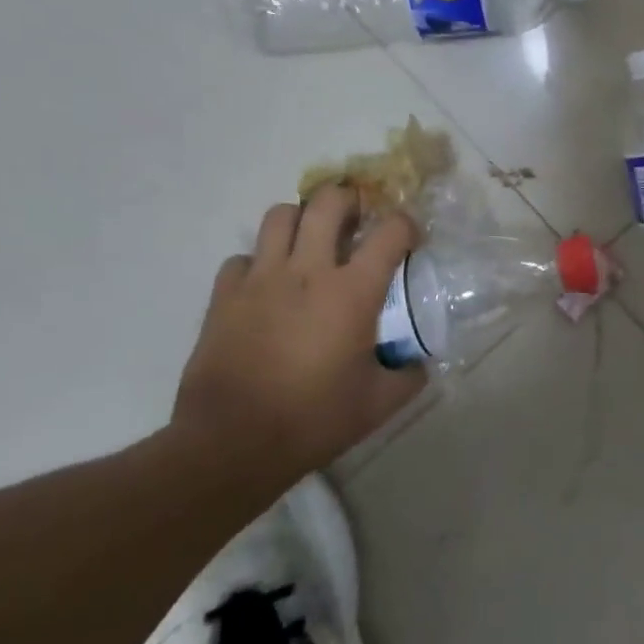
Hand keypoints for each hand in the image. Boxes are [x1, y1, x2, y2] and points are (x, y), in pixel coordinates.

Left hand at [172, 186, 427, 486]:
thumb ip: (408, 377)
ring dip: (301, 220)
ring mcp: (260, 279)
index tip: (410, 240)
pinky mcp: (224, 296)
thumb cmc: (313, 420)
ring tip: (309, 242)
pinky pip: (242, 258)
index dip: (406, 226)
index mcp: (353, 291)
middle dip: (349, 199)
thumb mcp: (378, 404)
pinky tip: (267, 287)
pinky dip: (258, 263)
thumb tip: (419, 364)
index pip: (390, 231)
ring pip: (280, 216)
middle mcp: (308, 271)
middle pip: (328, 202)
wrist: (231, 444)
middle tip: (356, 219)